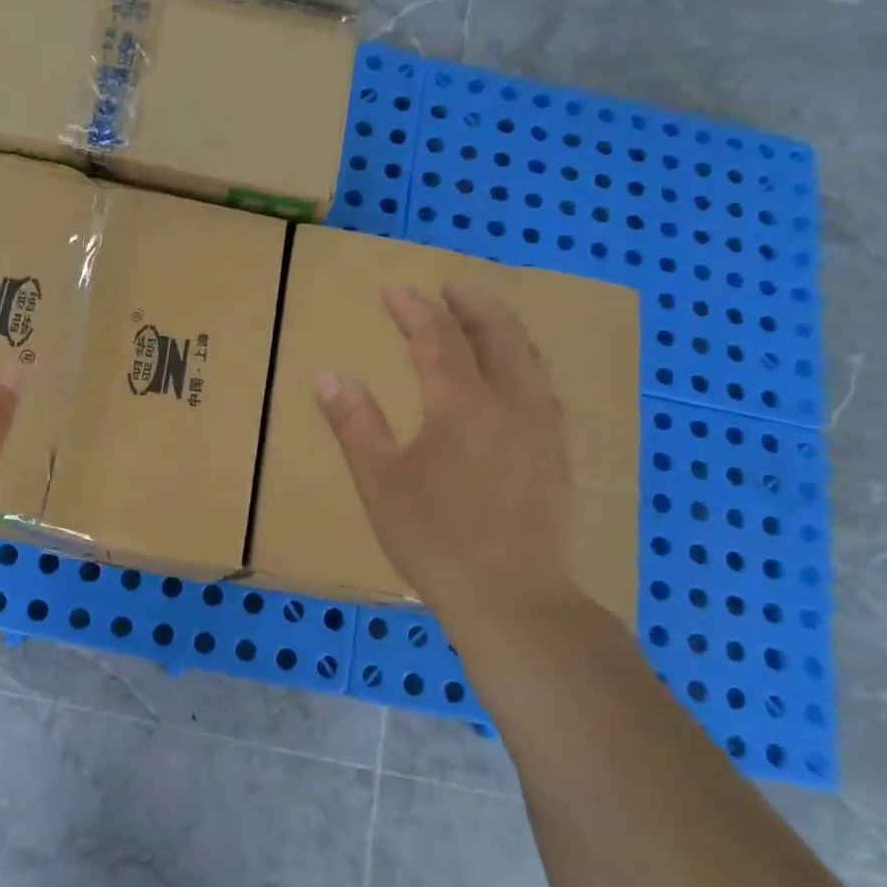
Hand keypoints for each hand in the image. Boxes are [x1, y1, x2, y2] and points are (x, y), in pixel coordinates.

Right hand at [315, 284, 581, 642]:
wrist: (513, 598)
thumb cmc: (435, 540)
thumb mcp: (380, 483)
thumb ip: (355, 424)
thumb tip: (328, 375)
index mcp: (462, 405)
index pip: (438, 339)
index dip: (415, 310)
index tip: (396, 289)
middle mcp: (510, 403)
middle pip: (497, 334)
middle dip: (473, 304)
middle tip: (452, 288)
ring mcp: (542, 428)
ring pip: (529, 358)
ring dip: (504, 329)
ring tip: (485, 319)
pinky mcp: (558, 454)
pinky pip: (543, 388)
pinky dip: (524, 363)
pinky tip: (516, 379)